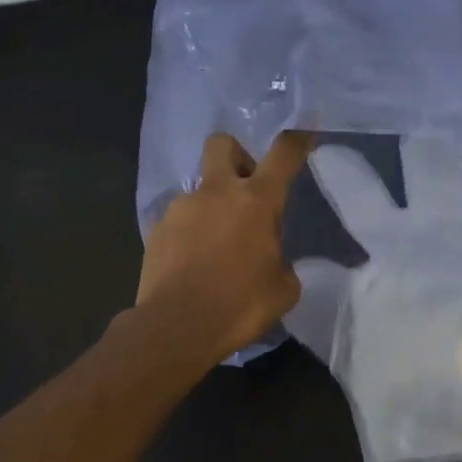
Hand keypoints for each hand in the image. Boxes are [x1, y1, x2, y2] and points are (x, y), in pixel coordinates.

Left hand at [137, 130, 312, 362]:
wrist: (176, 327)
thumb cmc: (240, 306)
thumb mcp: (283, 288)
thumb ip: (282, 261)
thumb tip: (272, 257)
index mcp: (257, 201)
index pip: (283, 154)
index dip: (298, 139)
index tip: (305, 134)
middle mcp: (217, 192)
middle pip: (223, 144)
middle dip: (237, 155)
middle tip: (247, 188)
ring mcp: (182, 207)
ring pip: (200, 188)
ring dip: (213, 204)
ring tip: (218, 244)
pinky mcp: (157, 228)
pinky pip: (180, 218)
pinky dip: (191, 230)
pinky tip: (195, 261)